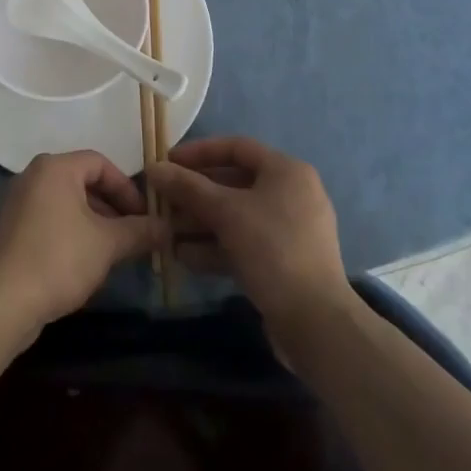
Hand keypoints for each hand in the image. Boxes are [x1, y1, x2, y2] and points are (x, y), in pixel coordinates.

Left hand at [0, 151, 158, 338]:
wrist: (2, 301)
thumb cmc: (59, 259)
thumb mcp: (107, 244)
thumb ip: (139, 231)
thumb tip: (167, 228)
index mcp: (55, 168)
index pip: (100, 163)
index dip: (127, 188)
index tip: (144, 217)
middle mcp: (33, 175)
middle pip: (82, 181)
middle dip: (112, 207)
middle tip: (132, 235)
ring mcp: (17, 202)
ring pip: (66, 203)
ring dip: (93, 222)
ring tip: (113, 252)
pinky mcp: (9, 229)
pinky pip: (49, 219)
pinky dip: (71, 232)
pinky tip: (83, 262)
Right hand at [149, 137, 349, 329]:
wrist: (316, 323)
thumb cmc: (272, 250)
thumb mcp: (226, 212)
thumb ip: (187, 187)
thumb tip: (153, 168)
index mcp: (287, 172)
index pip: (236, 148)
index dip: (199, 152)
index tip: (168, 163)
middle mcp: (291, 194)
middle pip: (234, 183)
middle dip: (195, 194)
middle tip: (162, 200)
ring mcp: (289, 230)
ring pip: (236, 216)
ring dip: (200, 222)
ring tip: (166, 232)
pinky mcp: (283, 262)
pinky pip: (244, 243)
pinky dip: (216, 246)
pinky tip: (185, 256)